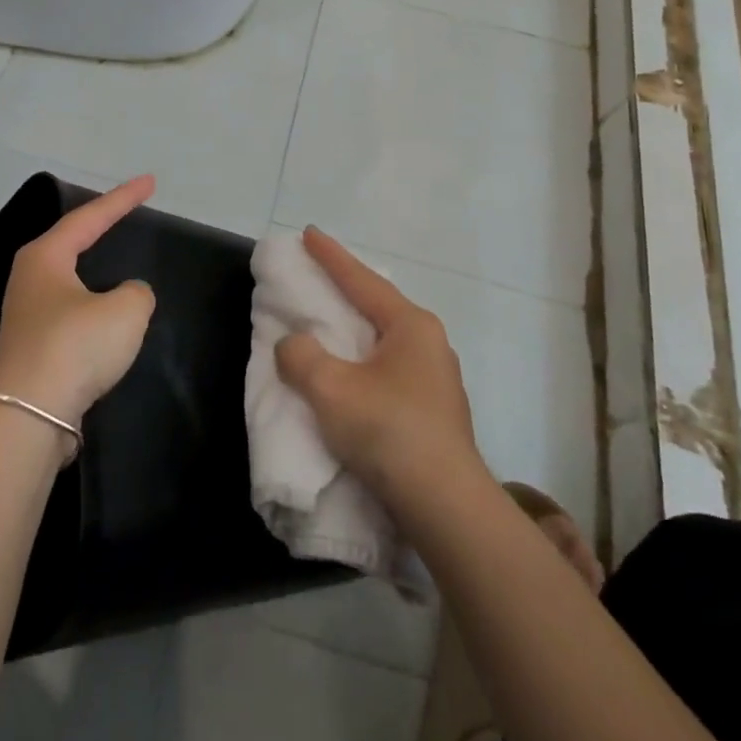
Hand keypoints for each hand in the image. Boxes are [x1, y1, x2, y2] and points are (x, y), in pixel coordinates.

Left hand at [0, 176, 157, 433]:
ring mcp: (26, 316)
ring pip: (69, 281)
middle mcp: (29, 279)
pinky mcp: (32, 349)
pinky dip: (92, 308)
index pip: (90, 217)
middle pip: (71, 242)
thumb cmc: (75, 346)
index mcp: (45, 256)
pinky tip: (105, 319)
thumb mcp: (125, 310)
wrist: (28, 418)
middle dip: (99, 226)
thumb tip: (126, 297)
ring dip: (94, 270)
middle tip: (127, 212)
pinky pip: (70, 314)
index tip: (150, 182)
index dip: (123, 198)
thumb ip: (137, 293)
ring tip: (117, 260)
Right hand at [275, 227, 486, 515]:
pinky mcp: (433, 411)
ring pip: (384, 340)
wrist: (446, 507)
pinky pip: (389, 368)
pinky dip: (363, 360)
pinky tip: (351, 373)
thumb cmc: (389, 432)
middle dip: (347, 290)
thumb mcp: (331, 389)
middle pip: (377, 305)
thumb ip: (302, 357)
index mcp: (410, 326)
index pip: (362, 281)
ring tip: (331, 323)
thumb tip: (294, 345)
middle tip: (318, 274)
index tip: (309, 233)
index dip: (331, 257)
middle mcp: (429, 343)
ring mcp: (436, 379)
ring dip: (355, 330)